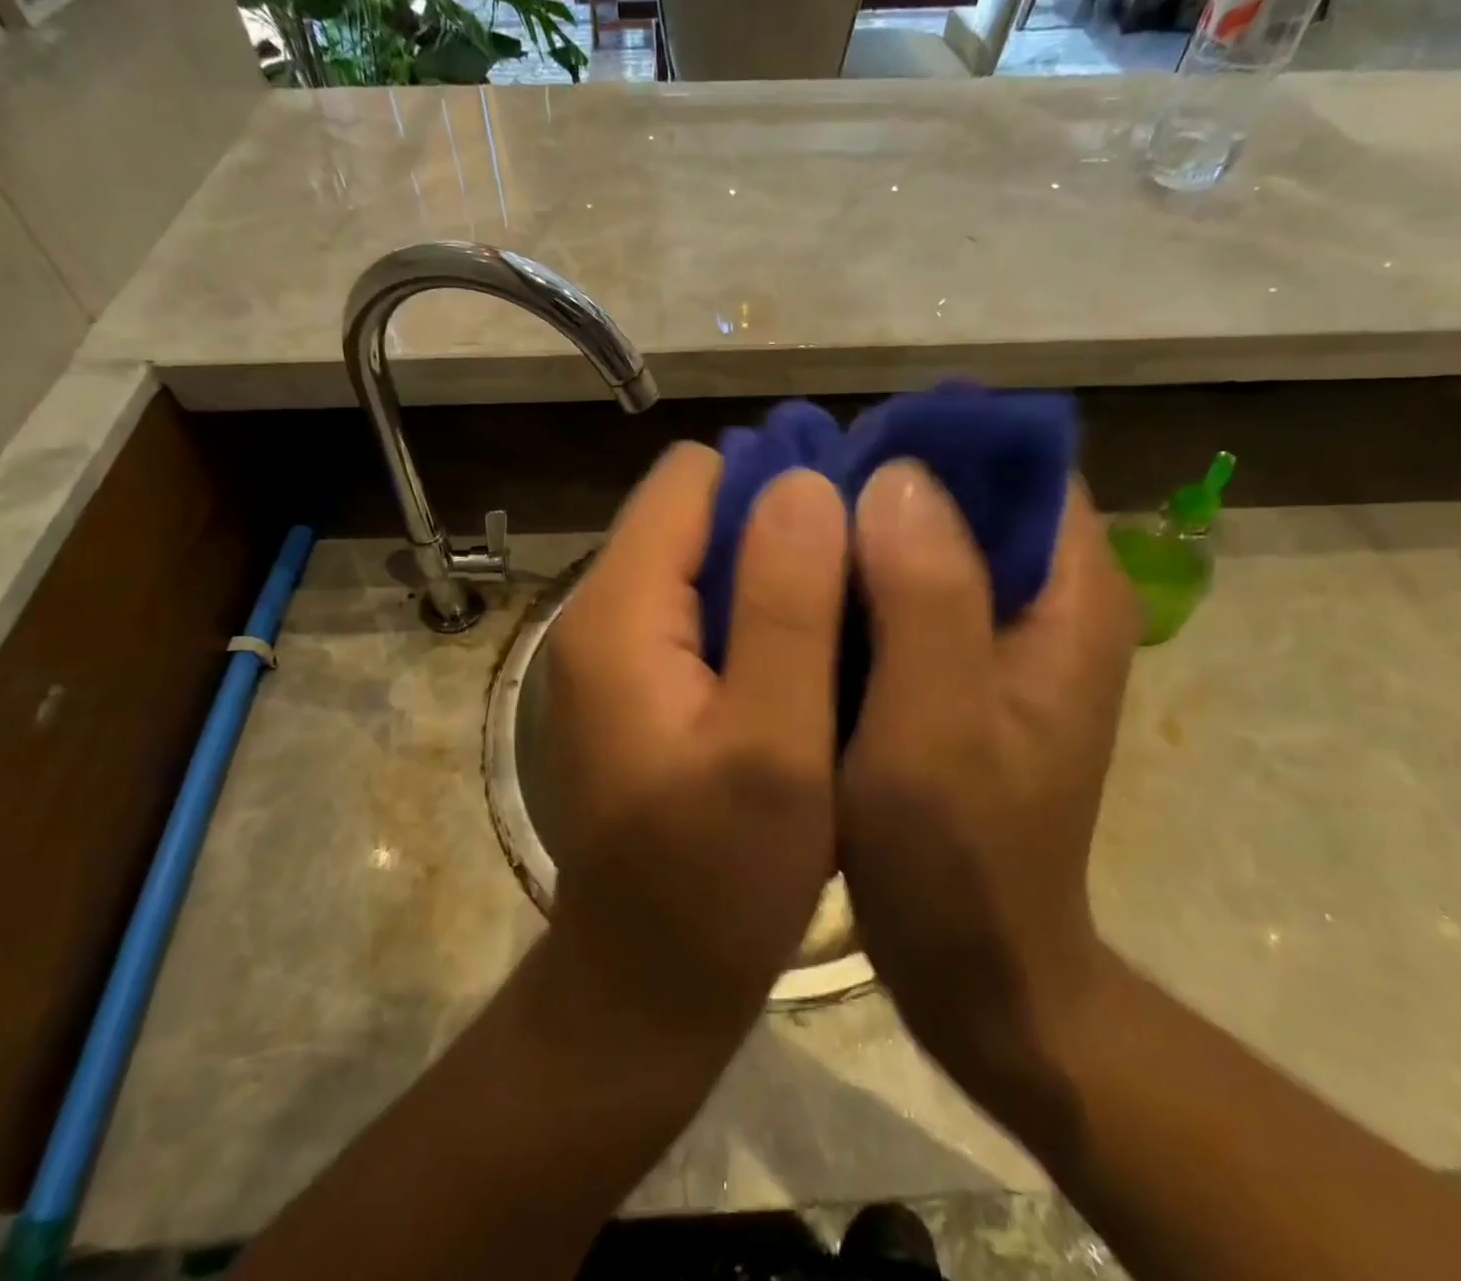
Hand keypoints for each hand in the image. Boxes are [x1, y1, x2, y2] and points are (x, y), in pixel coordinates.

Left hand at [542, 443, 848, 1047]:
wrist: (647, 981)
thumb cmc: (717, 879)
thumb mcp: (772, 745)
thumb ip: (786, 607)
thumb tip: (803, 483)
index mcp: (620, 610)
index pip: (692, 478)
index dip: (775, 485)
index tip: (850, 529)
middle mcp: (599, 610)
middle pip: (695, 512)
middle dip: (779, 528)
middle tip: (861, 581)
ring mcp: (611, 647)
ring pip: (702, 560)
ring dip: (772, 574)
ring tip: (845, 619)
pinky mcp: (633, 680)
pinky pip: (697, 610)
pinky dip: (753, 615)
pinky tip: (803, 660)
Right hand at [838, 463, 1139, 1099]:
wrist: (978, 967)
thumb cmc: (960, 859)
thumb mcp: (937, 729)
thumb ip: (928, 599)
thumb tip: (898, 475)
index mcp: (1072, 598)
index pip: (1018, 468)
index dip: (932, 448)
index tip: (844, 458)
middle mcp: (1048, 602)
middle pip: (968, 500)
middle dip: (881, 488)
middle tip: (792, 501)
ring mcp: (1002, 639)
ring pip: (928, 545)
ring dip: (861, 536)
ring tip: (782, 538)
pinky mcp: (960, 670)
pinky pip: (905, 596)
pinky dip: (856, 584)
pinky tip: (799, 596)